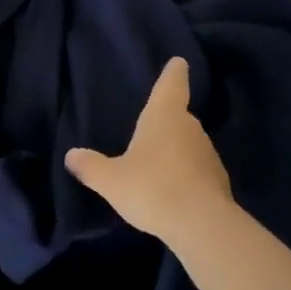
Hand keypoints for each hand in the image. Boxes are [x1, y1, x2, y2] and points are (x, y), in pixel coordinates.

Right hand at [65, 57, 232, 245]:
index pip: (172, 83)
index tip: (179, 62)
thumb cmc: (152, 187)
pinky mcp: (220, 183)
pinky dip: (188, 176)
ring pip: (190, 144)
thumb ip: (90, 167)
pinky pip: (199, 171)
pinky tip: (174, 194)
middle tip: (149, 131)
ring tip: (158, 168)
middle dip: (167, 121)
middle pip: (179, 116)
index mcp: (164, 114)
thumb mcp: (111, 180)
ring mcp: (209, 154)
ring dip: (177, 151)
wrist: (202, 227)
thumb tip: (71, 155)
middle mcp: (190, 127)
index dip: (174, 72)